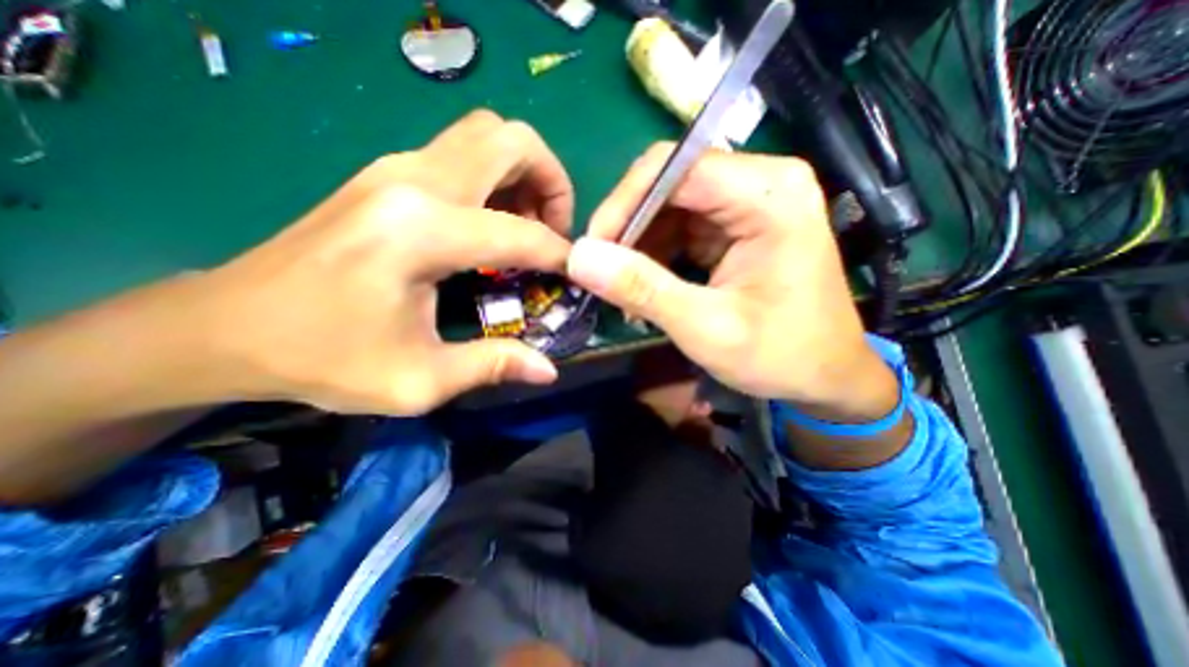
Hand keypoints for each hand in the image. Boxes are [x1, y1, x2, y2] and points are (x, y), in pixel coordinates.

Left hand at [182, 108, 576, 413]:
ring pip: (487, 136)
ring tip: (529, 225)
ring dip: (523, 174)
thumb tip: (549, 369)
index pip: (521, 233)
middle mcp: (413, 182)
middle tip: (555, 230)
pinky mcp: (387, 175)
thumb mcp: (418, 381)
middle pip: (510, 140)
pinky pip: (462, 153)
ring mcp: (396, 169)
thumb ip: (492, 366)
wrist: (224, 327)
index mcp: (422, 232)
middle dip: (551, 181)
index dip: (560, 255)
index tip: (576, 275)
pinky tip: (492, 224)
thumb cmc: (322, 359)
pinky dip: (496, 178)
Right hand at [571, 143, 895, 417]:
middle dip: (628, 226)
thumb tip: (578, 257)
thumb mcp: (706, 328)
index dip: (623, 204)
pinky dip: (656, 253)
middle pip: (669, 182)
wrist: (827, 376)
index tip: (593, 250)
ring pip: (669, 204)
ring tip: (624, 287)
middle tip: (604, 273)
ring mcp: (749, 202)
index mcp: (769, 194)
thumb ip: (643, 289)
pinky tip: (647, 285)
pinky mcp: (737, 225)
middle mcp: (761, 183)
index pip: (673, 168)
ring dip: (639, 243)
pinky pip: (681, 224)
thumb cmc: (781, 355)